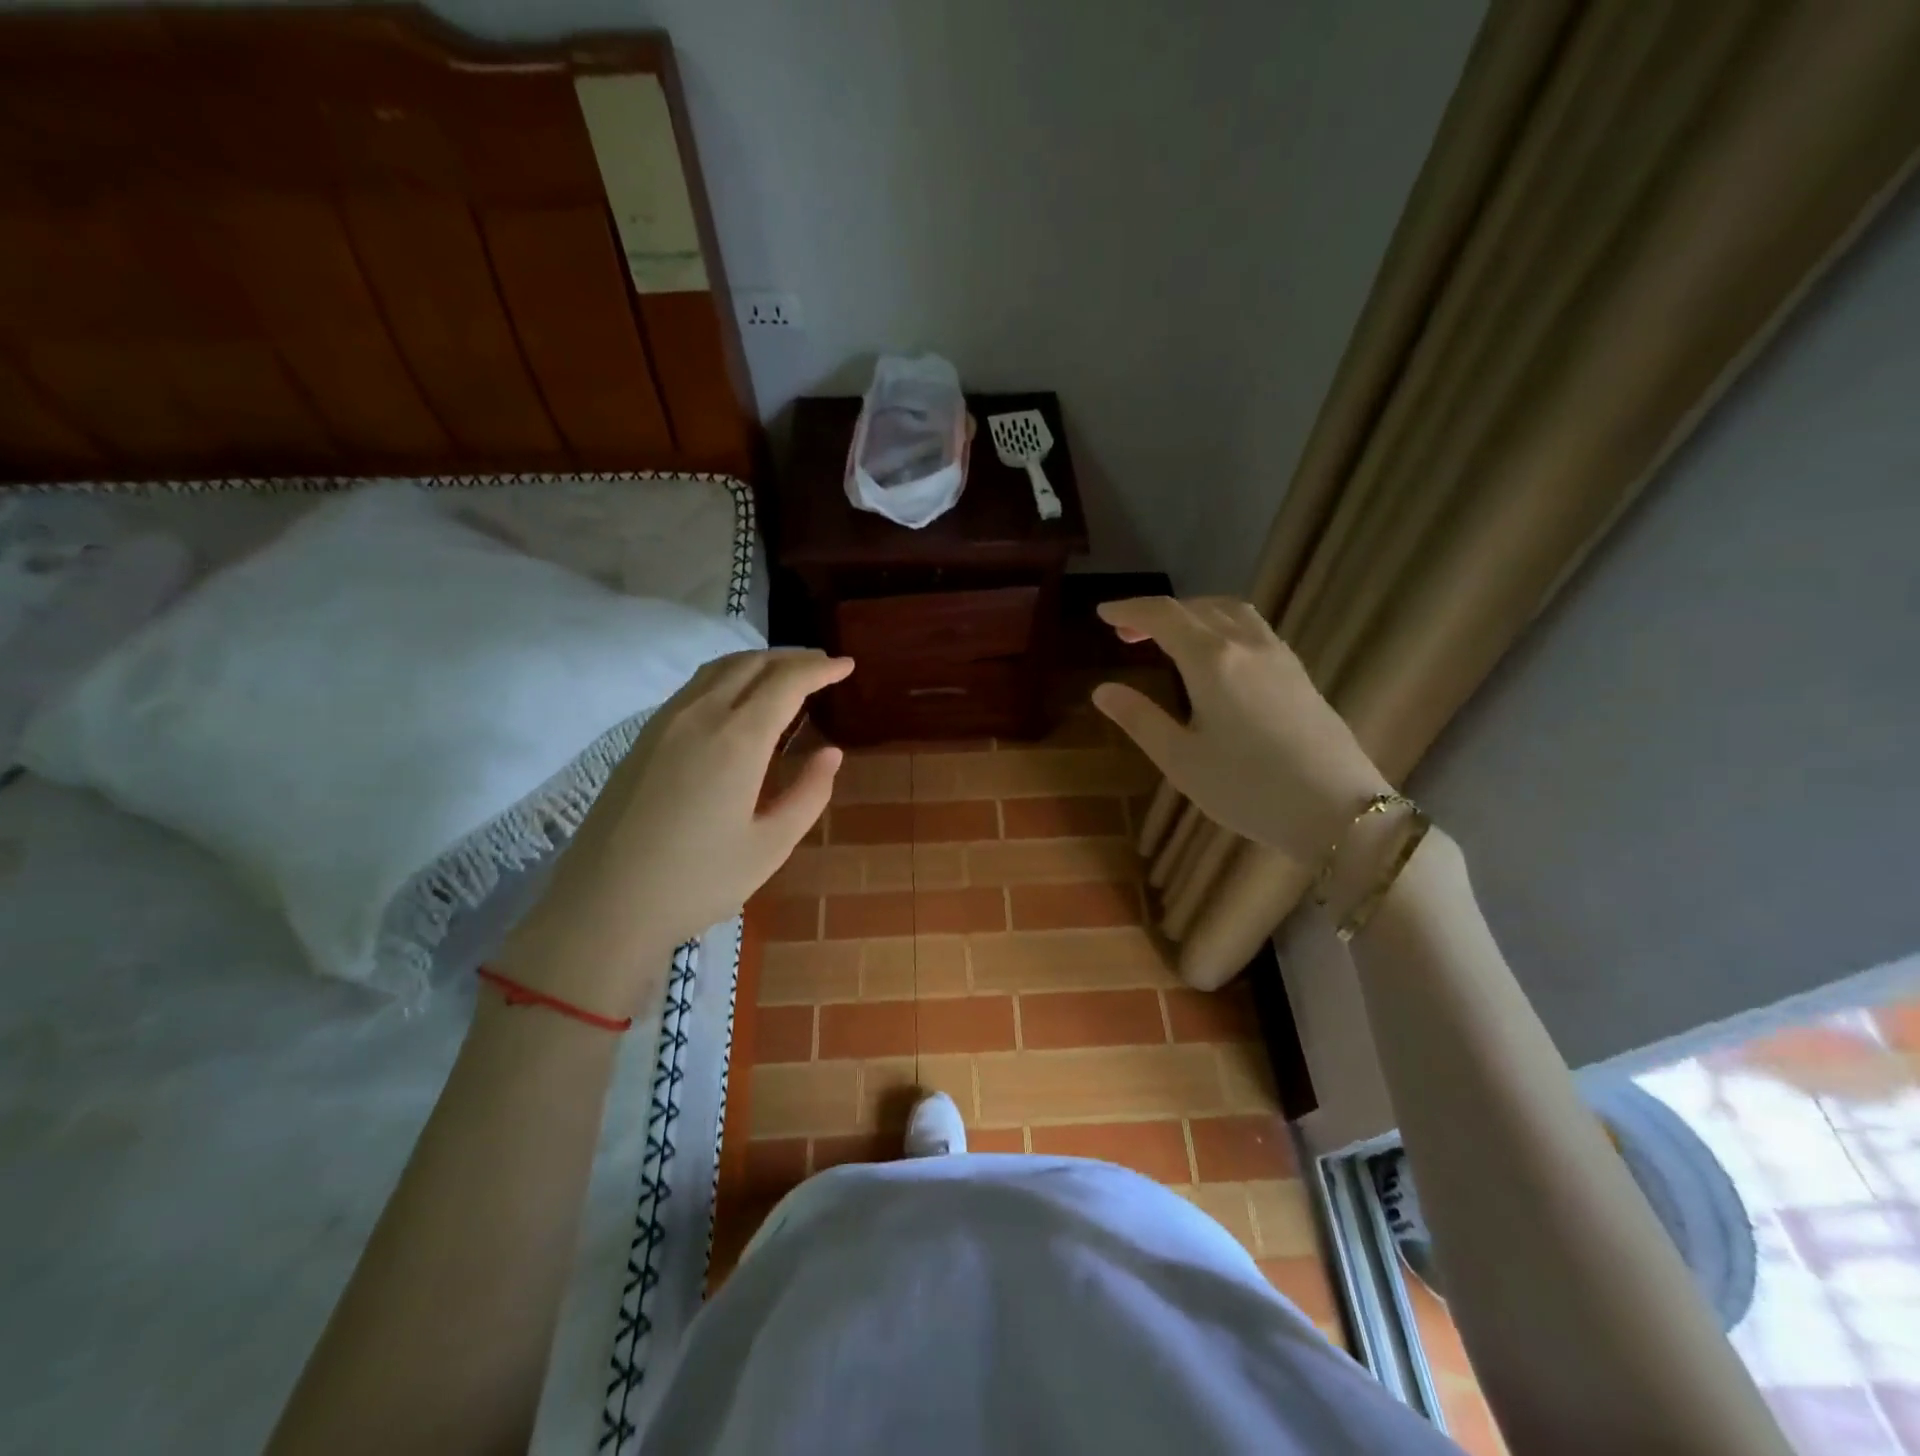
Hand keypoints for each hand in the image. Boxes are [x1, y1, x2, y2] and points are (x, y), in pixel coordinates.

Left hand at [493, 649, 850, 1018]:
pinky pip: (695, 687)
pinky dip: (729, 676)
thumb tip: (830, 752)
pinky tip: (738, 699)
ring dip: (759, 662)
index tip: (847, 665)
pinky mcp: (643, 738)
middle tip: (824, 666)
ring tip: (786, 674)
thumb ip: (808, 794)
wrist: (605, 905)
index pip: (786, 681)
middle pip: (752, 663)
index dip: (820, 668)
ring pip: (719, 668)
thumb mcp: (770, 846)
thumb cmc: (698, 881)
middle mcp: (700, 716)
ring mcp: (665, 723)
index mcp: (737, 739)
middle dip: (793, 658)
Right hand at [1091, 597, 1390, 864]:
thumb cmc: (1248, 789)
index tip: (1102, 613)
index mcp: (1211, 661)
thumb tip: (1102, 690)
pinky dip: (1221, 625)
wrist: (1338, 810)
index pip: (1162, 616)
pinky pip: (1253, 628)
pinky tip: (1217, 656)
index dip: (1129, 610)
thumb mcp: (1180, 760)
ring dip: (1193, 613)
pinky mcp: (1299, 673)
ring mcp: (1279, 656)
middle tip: (1126, 635)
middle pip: (1196, 608)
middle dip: (1156, 613)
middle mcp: (1246, 645)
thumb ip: (1140, 719)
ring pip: (1230, 611)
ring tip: (1171, 637)